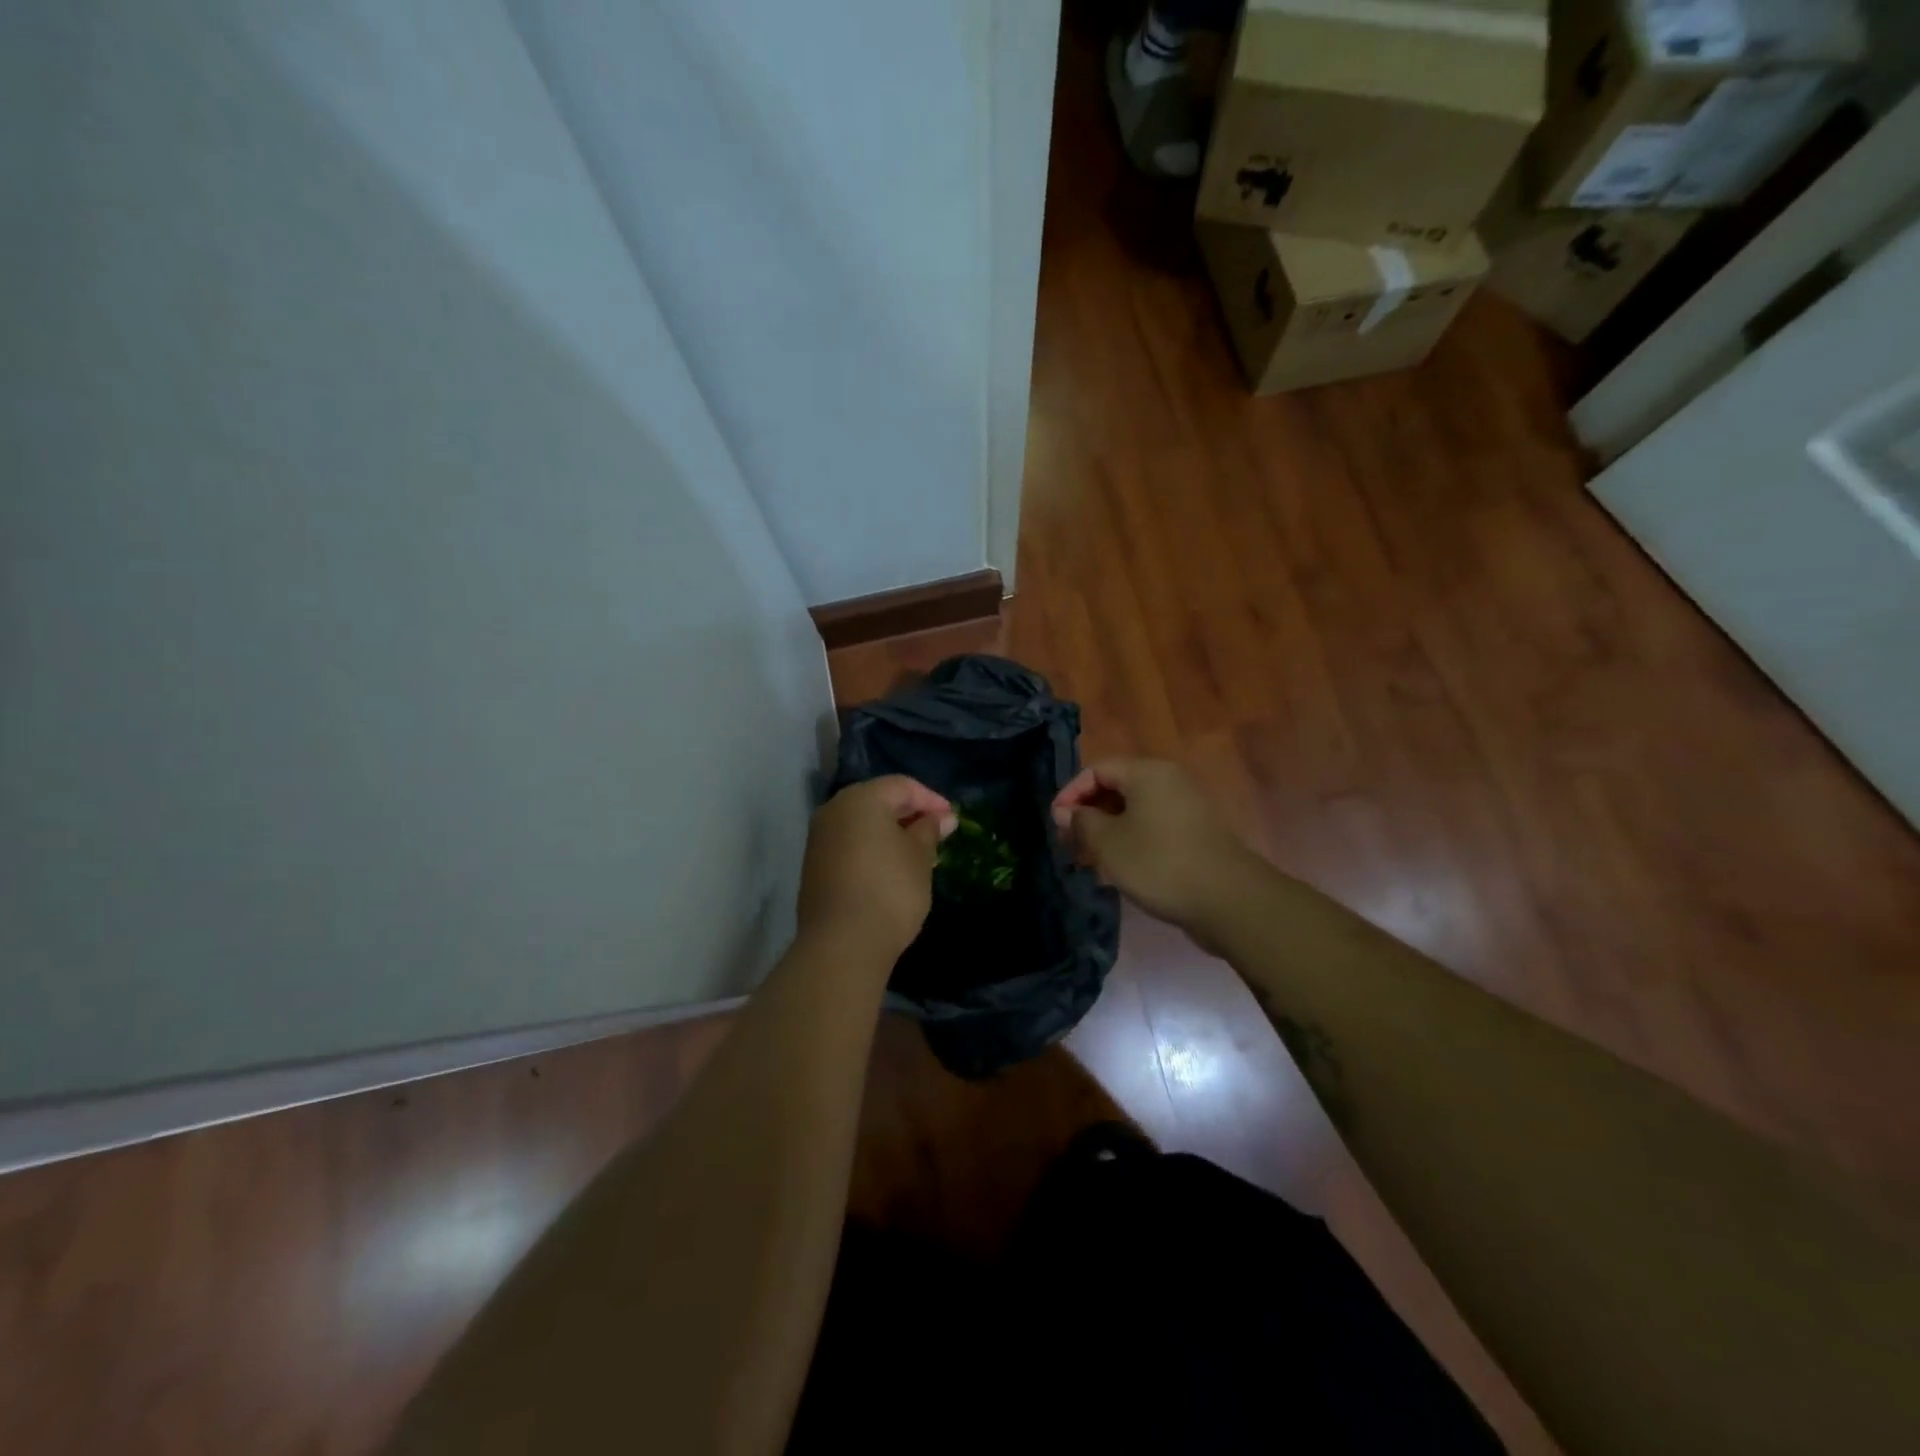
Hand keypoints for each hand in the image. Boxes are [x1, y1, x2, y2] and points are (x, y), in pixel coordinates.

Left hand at [798, 777, 956, 960]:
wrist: (842, 945)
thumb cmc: (890, 890)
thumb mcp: (920, 857)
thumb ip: (929, 831)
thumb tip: (942, 818)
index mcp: (861, 799)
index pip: (902, 786)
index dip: (931, 800)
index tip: (952, 821)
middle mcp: (834, 810)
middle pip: (879, 801)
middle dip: (910, 815)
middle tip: (938, 836)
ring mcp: (820, 838)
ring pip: (863, 824)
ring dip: (892, 833)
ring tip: (920, 855)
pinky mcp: (815, 865)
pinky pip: (850, 843)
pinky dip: (873, 848)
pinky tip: (892, 870)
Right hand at [1052, 759, 1255, 929]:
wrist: (1228, 900)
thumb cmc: (1159, 863)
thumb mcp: (1108, 843)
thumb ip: (1081, 822)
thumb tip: (1065, 812)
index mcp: (1147, 772)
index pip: (1097, 769)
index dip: (1070, 793)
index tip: (1055, 823)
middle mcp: (1169, 781)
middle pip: (1116, 787)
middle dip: (1088, 814)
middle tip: (1068, 844)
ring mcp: (1186, 806)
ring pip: (1134, 810)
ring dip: (1107, 831)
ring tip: (1089, 861)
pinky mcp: (1195, 833)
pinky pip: (1153, 826)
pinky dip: (1131, 840)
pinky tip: (1119, 869)